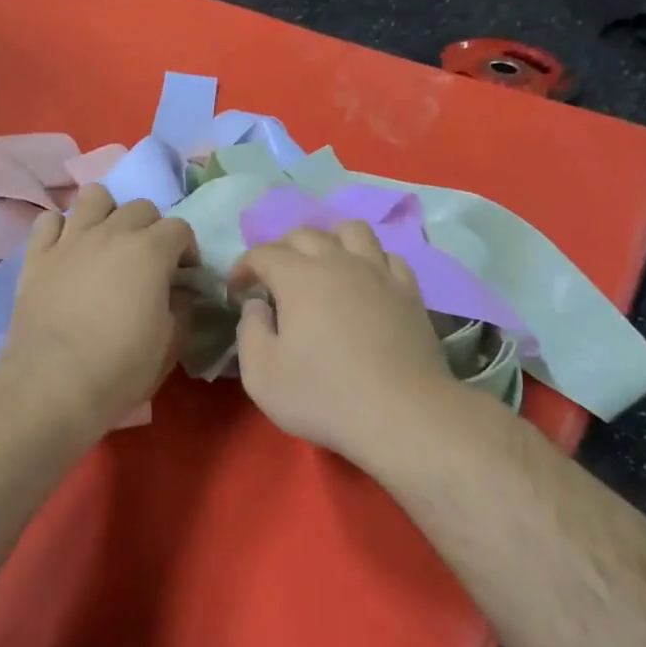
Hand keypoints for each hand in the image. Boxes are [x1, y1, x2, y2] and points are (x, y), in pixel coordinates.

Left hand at [0, 185, 197, 429]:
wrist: (54, 384)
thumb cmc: (121, 367)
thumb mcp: (170, 343)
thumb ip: (181, 307)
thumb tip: (178, 292)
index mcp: (150, 251)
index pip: (180, 228)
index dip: (186, 249)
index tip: (183, 275)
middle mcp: (111, 233)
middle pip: (140, 207)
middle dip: (151, 228)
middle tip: (147, 261)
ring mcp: (70, 240)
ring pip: (93, 196)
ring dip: (107, 213)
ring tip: (106, 242)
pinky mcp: (36, 255)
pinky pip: (49, 220)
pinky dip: (61, 229)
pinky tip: (67, 250)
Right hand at [230, 222, 463, 468]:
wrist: (403, 415)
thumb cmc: (324, 397)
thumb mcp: (261, 375)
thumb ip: (249, 331)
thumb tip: (257, 305)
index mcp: (299, 278)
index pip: (263, 253)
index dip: (244, 267)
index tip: (237, 291)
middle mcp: (339, 262)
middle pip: (305, 234)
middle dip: (281, 250)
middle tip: (274, 281)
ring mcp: (379, 273)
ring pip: (352, 230)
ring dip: (329, 240)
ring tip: (322, 266)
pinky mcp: (408, 291)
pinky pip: (387, 256)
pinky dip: (369, 260)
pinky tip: (364, 282)